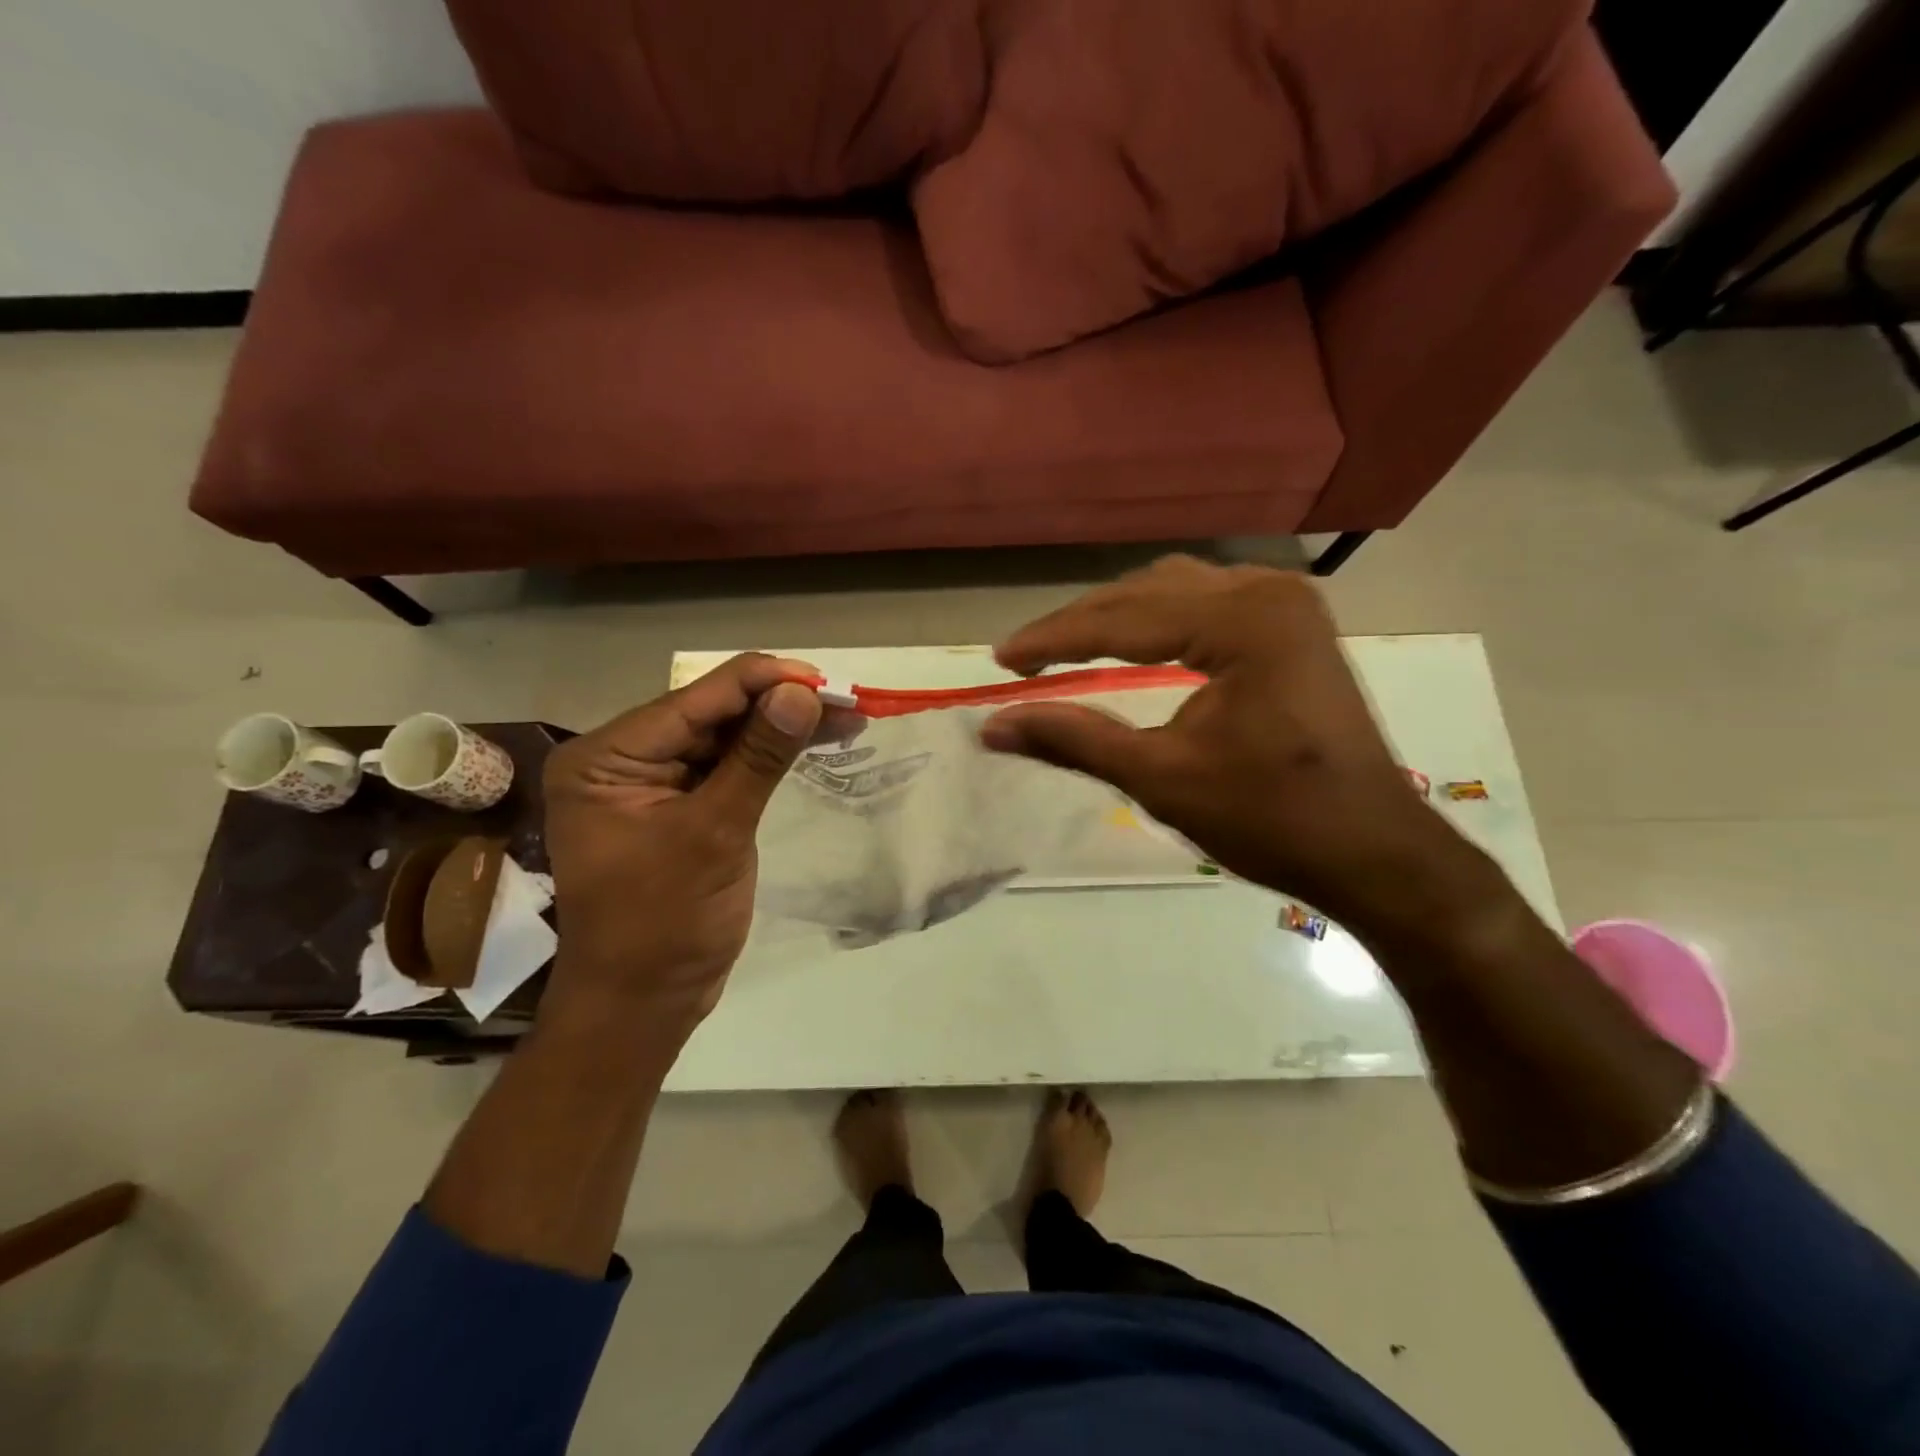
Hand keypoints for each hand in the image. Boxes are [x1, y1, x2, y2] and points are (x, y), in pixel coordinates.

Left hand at [542, 654, 824, 1038]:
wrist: (645, 1003)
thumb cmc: (664, 924)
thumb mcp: (715, 834)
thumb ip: (758, 758)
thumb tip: (802, 693)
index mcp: (606, 758)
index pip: (694, 700)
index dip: (763, 682)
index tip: (826, 681)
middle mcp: (622, 759)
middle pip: (711, 713)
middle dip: (778, 704)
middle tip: (845, 702)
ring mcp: (651, 783)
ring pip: (725, 737)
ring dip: (780, 727)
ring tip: (844, 718)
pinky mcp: (680, 806)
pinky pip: (727, 767)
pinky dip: (768, 756)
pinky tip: (810, 741)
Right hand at [980, 556, 1493, 938]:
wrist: (1374, 853)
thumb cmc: (1271, 820)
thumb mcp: (1161, 778)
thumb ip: (1074, 740)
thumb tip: (991, 727)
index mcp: (1243, 622)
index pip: (1123, 620)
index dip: (1053, 639)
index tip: (1000, 660)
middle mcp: (1267, 593)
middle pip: (1147, 593)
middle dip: (1080, 625)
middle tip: (1024, 659)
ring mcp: (1287, 605)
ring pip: (1177, 590)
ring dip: (1117, 617)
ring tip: (1066, 648)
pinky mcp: (1293, 626)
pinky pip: (1208, 603)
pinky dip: (1159, 621)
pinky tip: (1134, 641)